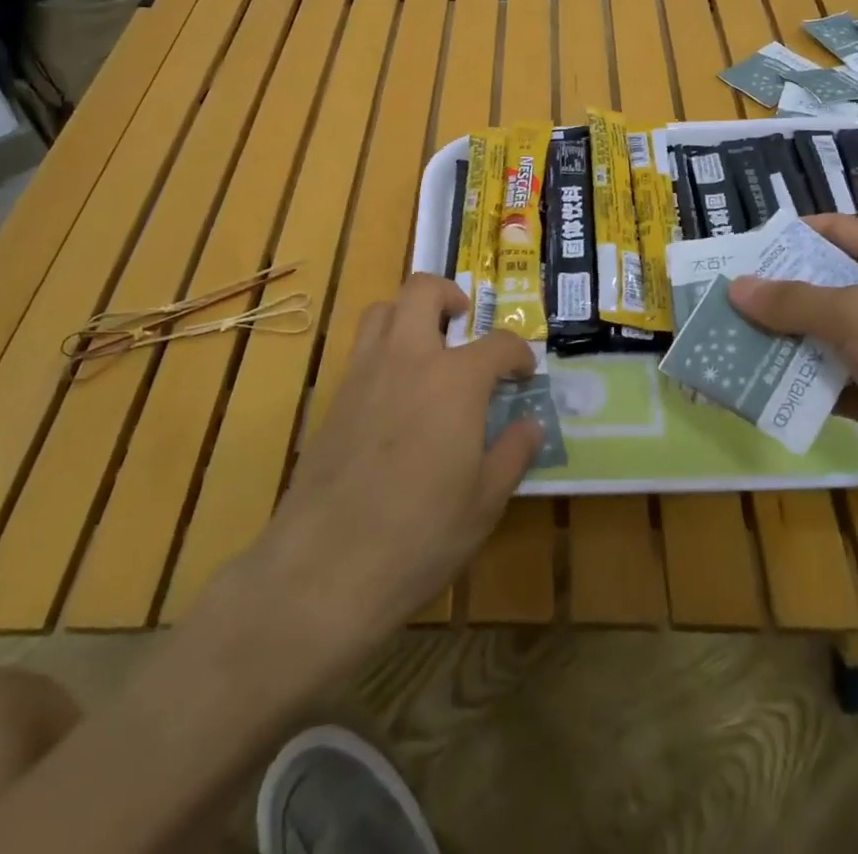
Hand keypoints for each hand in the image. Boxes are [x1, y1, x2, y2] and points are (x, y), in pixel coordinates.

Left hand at [265, 273, 540, 636]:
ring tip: (426, 349)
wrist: (327, 567)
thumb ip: (512, 453)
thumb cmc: (421, 534)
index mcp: (455, 379)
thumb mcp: (485, 501)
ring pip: (383, 310)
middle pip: (423, 290)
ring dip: (408, 314)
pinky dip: (382, 350)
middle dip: (449, 296)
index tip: (523, 372)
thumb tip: (530, 425)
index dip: (518, 353)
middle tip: (463, 326)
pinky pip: (360, 349)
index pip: (498, 342)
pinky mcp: (334, 397)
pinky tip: (393, 395)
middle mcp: (408, 358)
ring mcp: (364, 373)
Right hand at [730, 215, 857, 528]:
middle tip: (713, 303)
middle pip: (818, 288)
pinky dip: (793, 388)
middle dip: (769, 296)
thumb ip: (794, 302)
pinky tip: (750, 390)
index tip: (737, 252)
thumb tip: (737, 287)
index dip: (788, 237)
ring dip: (775, 345)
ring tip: (718, 346)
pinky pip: (827, 386)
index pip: (835, 232)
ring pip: (818, 340)